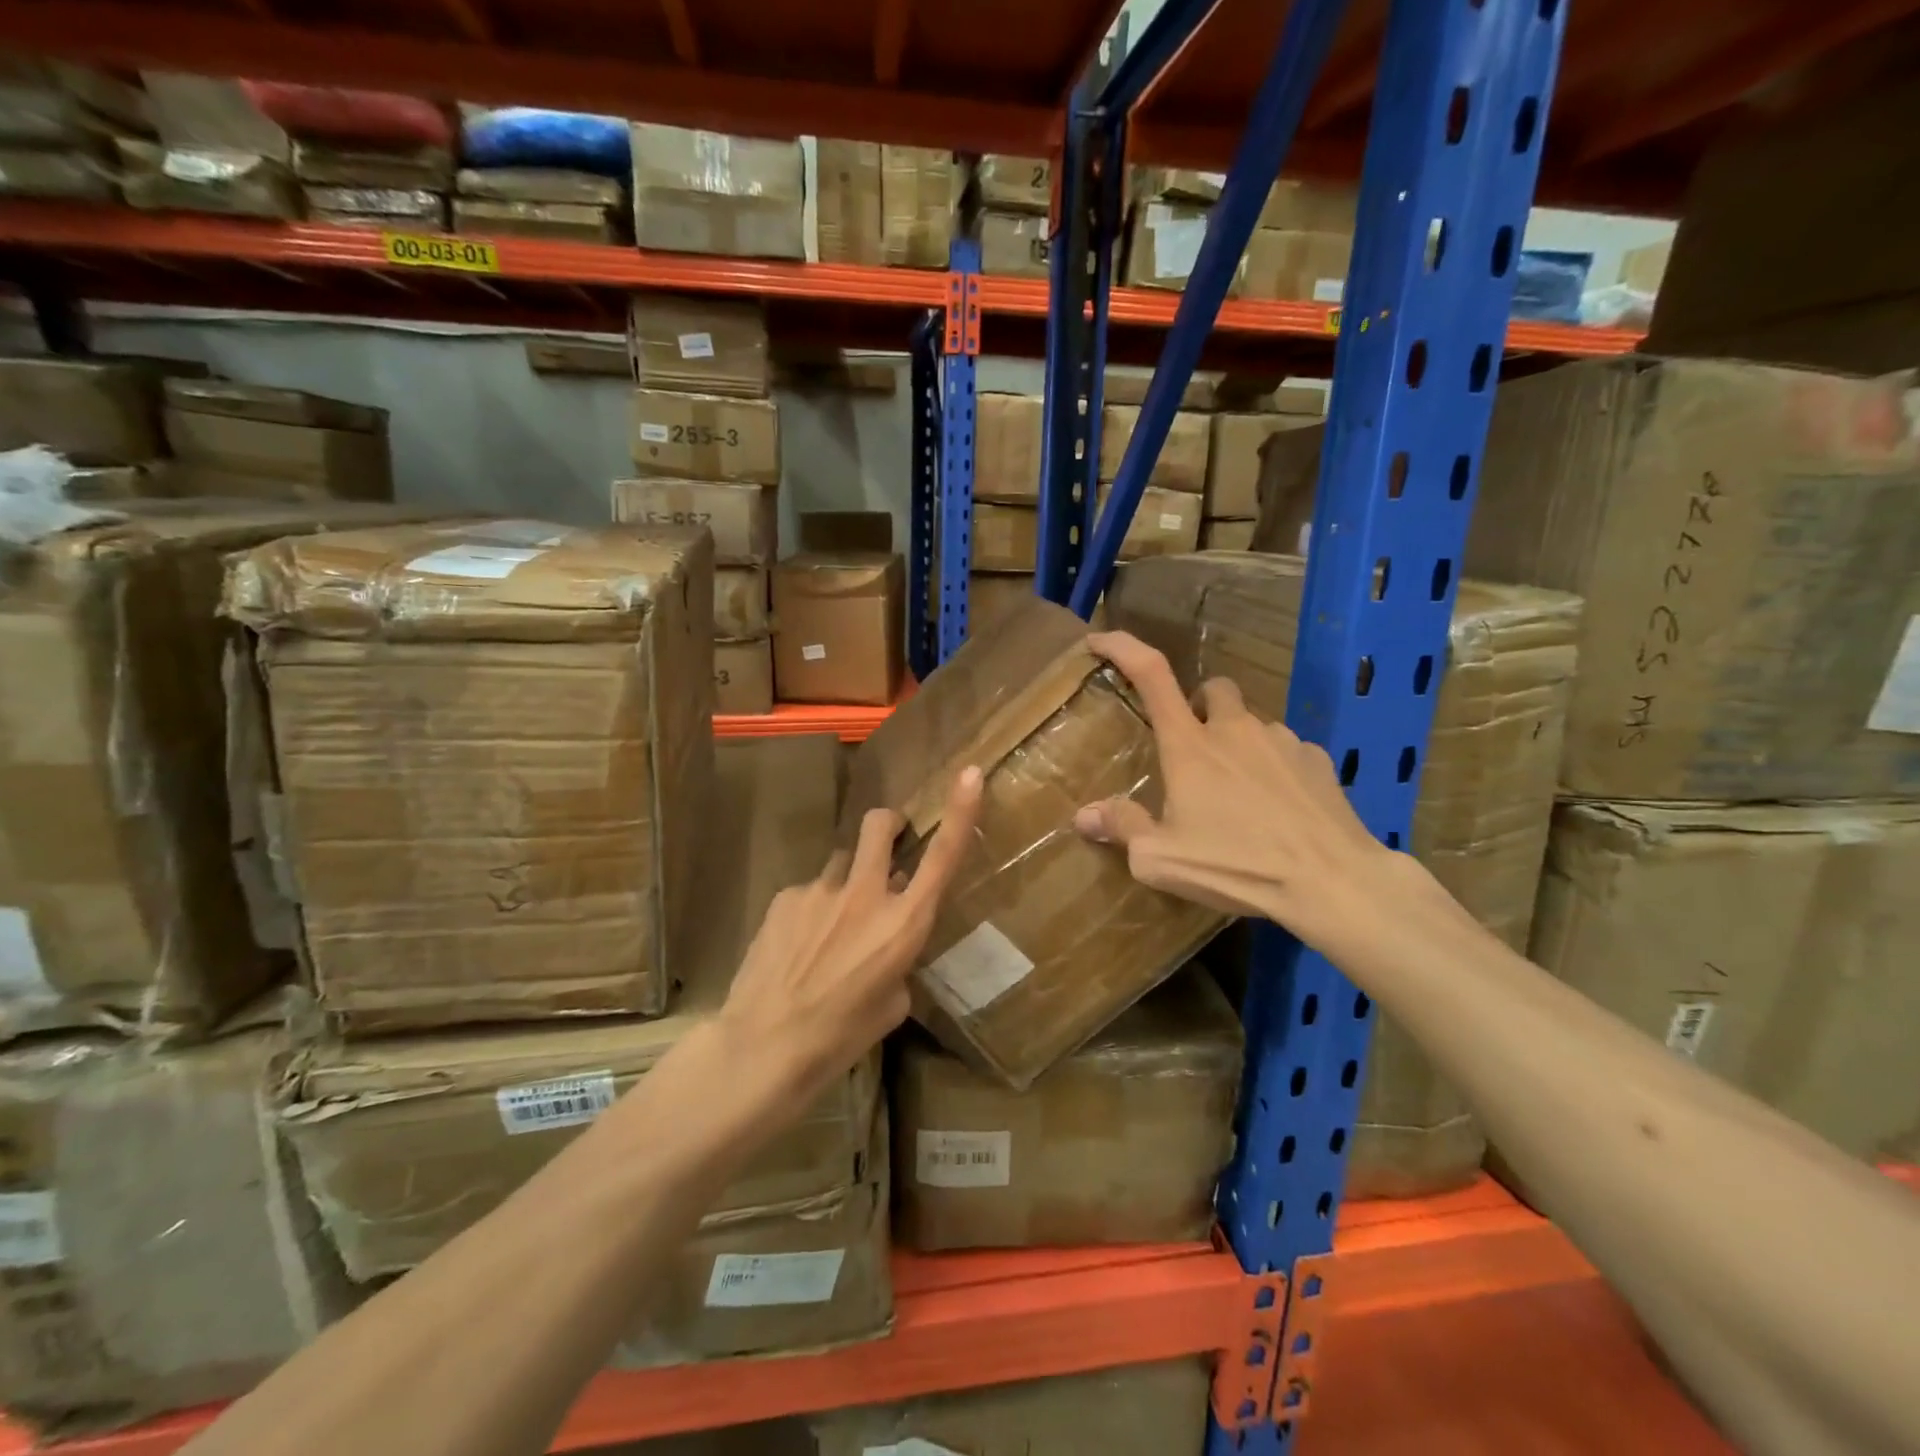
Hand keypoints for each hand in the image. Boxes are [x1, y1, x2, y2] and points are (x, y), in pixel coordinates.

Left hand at [720, 766, 984, 1101]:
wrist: (766, 1046)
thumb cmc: (841, 1036)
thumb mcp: (892, 1002)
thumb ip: (898, 958)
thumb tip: (886, 939)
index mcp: (903, 923)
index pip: (942, 857)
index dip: (960, 811)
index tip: (971, 774)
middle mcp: (865, 894)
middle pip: (879, 825)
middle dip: (887, 824)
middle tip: (885, 841)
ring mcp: (821, 890)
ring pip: (840, 863)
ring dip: (844, 882)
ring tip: (826, 928)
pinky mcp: (785, 896)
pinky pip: (807, 892)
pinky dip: (810, 910)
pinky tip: (795, 947)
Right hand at [1073, 631, 1406, 954]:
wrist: (1332, 883)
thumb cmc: (1236, 866)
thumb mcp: (1161, 858)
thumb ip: (1123, 827)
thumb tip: (1084, 815)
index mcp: (1189, 744)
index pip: (1151, 674)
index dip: (1122, 647)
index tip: (1099, 640)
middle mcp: (1235, 729)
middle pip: (1213, 689)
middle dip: (1199, 706)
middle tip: (1191, 747)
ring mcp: (1282, 741)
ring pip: (1251, 723)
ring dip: (1237, 742)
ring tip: (1236, 792)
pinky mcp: (1318, 761)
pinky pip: (1287, 750)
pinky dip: (1273, 767)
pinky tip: (1277, 807)